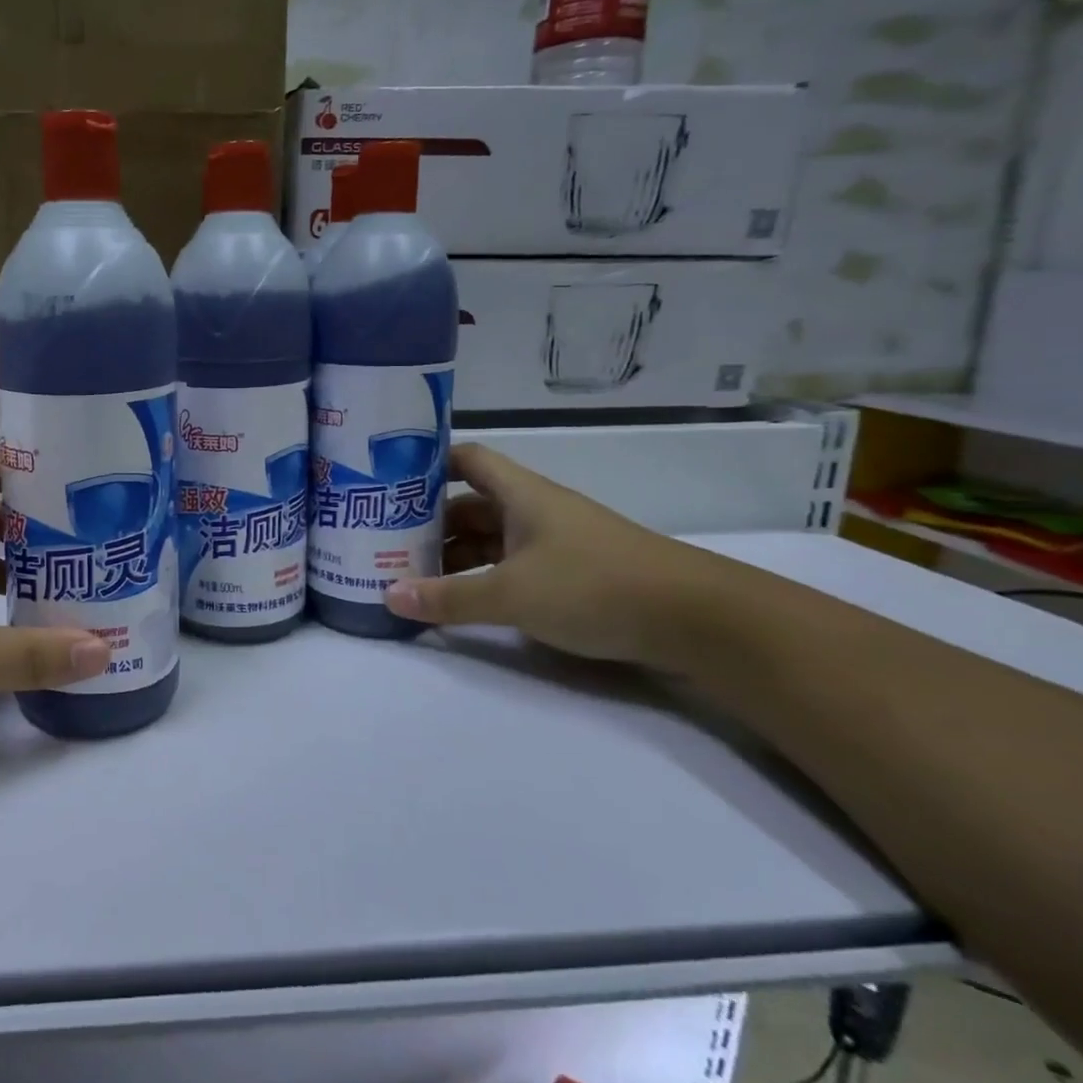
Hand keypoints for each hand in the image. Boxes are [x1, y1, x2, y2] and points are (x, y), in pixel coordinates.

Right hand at [384, 443, 717, 663]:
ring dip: (453, 555)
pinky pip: (510, 568)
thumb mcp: (512, 594)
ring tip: (410, 577)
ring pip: (489, 540)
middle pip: (470, 505)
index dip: (428, 464)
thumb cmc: (595, 586)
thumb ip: (448, 598)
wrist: (698, 621)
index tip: (388, 482)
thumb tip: (387, 596)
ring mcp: (554, 545)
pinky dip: (481, 579)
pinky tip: (458, 601)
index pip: (465, 460)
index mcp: (521, 495)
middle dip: (428, 523)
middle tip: (384, 543)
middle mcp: (535, 512)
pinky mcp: (571, 576)